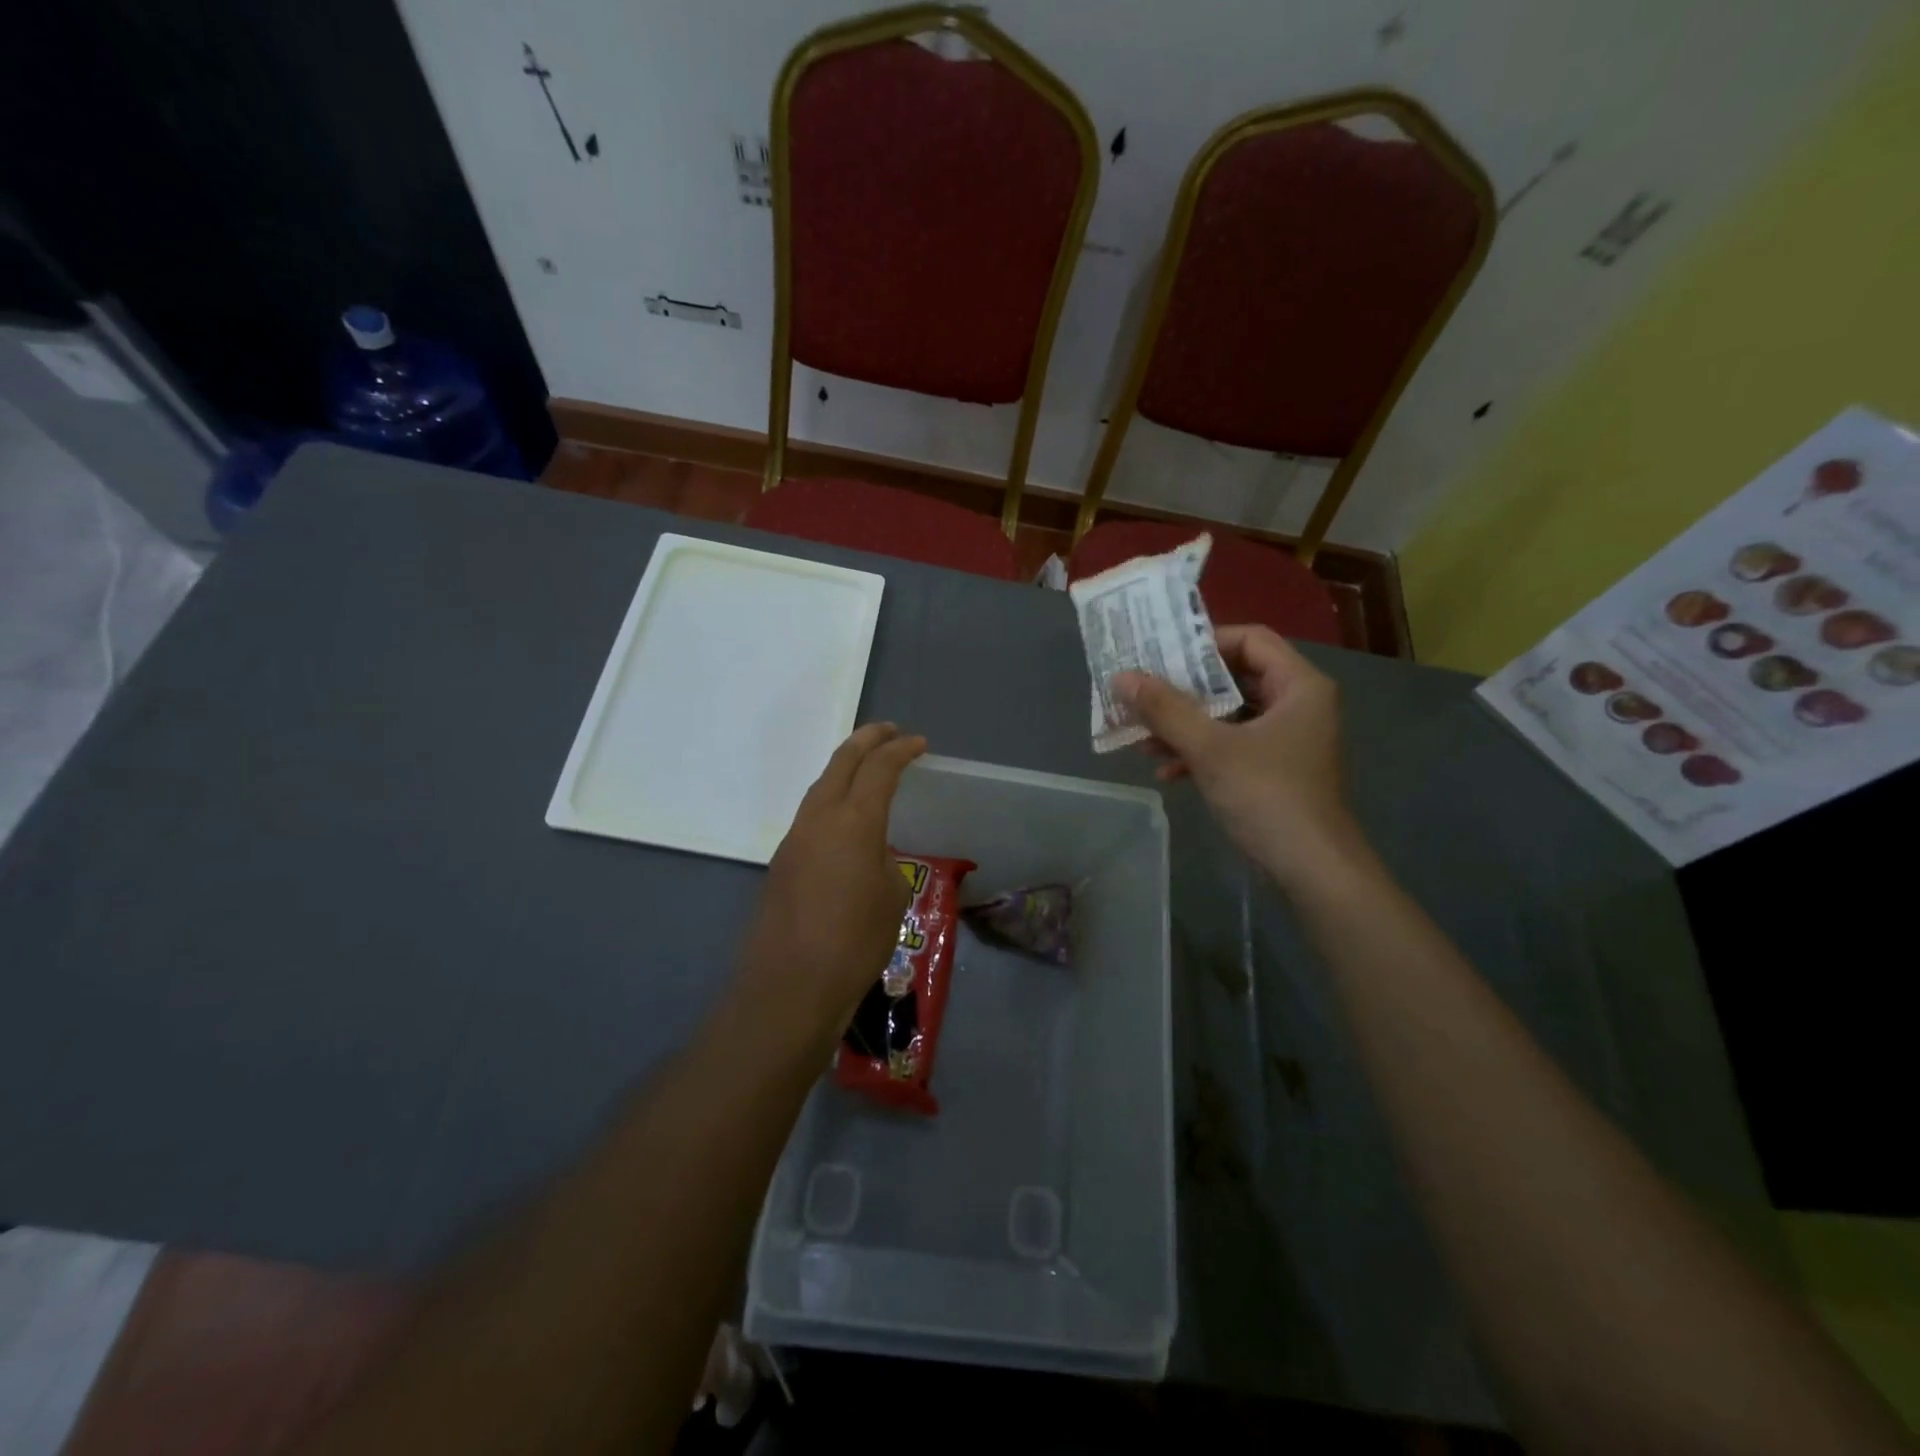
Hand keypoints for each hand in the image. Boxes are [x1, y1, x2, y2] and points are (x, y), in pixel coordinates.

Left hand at [736, 723, 926, 1041]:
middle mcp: (819, 818)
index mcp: (854, 821)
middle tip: (889, 731)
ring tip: (866, 768)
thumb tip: (871, 853)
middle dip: (867, 740)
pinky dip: (832, 801)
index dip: (901, 750)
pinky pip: (811, 815)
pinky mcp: (781, 862)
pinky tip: (844, 820)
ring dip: (844, 769)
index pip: (879, 769)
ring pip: (821, 786)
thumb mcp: (892, 897)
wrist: (791, 985)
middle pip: (841, 762)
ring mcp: (794, 838)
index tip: (918, 743)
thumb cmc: (856, 942)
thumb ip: (884, 860)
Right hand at [1116, 625, 1366, 894]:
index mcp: (1299, 686)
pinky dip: (1201, 752)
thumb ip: (1166, 710)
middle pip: (1235, 678)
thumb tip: (1122, 677)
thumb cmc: (1267, 796)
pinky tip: (1167, 771)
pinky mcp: (1275, 770)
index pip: (1250, 640)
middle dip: (1185, 691)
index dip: (1204, 643)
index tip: (1162, 656)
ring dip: (1186, 725)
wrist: (1312, 870)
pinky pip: (1233, 745)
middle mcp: (1298, 704)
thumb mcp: (1210, 748)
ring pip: (1229, 716)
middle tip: (1143, 693)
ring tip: (1144, 739)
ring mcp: (1288, 740)